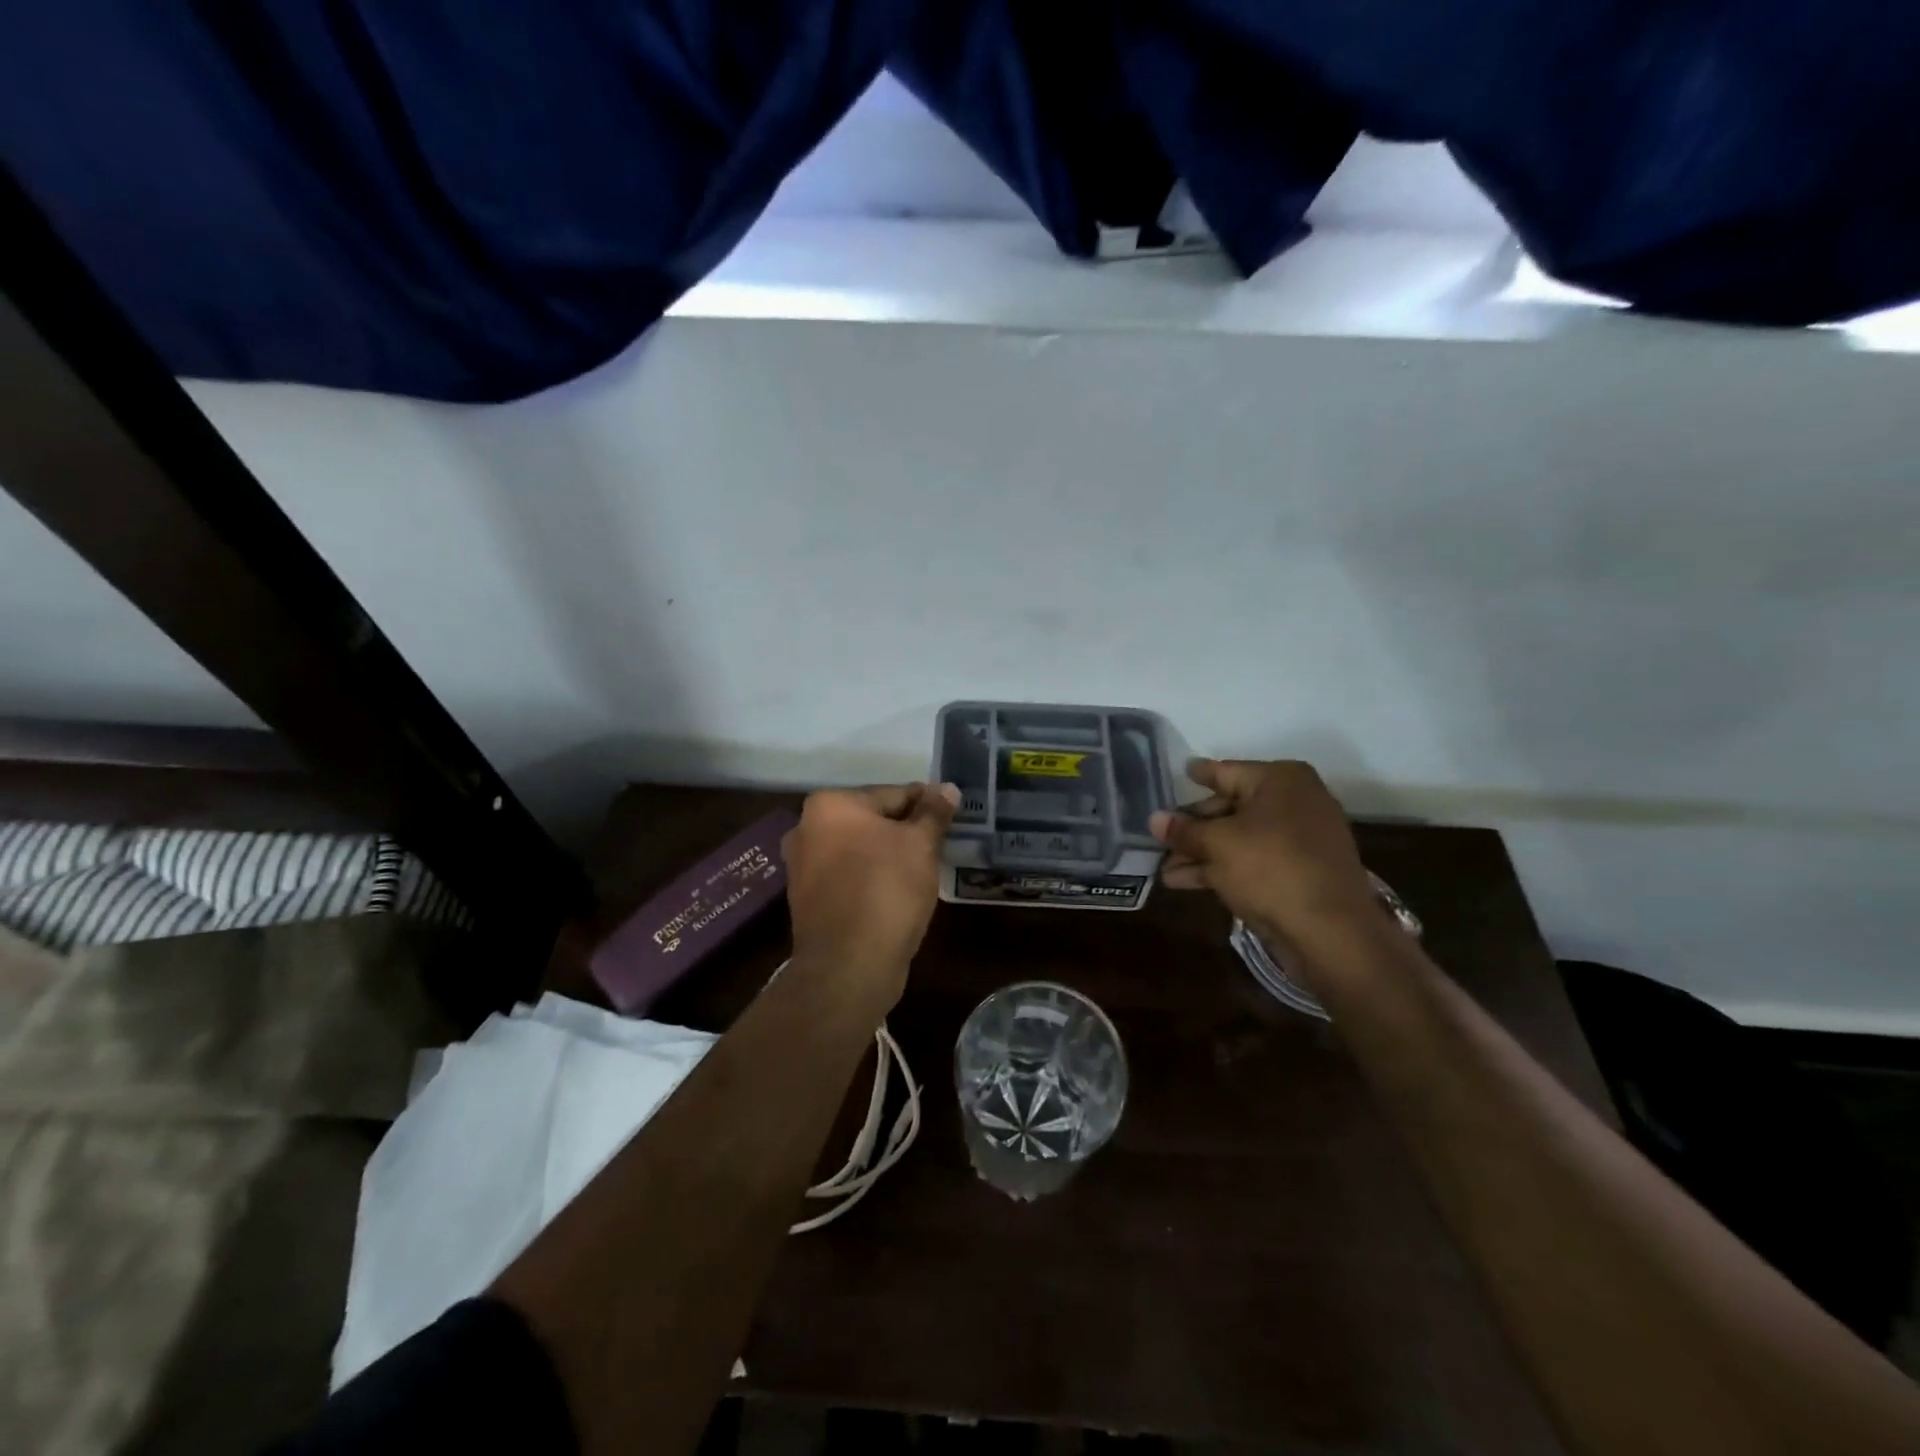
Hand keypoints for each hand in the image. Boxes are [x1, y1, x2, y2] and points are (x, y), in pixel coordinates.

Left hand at [782, 783, 958, 1001]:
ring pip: (861, 850)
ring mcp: (803, 867)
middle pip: (872, 821)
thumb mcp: (920, 845)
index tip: (950, 815)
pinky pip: (850, 877)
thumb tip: (948, 788)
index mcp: (830, 805)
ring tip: (924, 869)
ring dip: (890, 856)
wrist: (849, 964)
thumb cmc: (886, 889)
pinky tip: (899, 893)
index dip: (926, 804)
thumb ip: (934, 813)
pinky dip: (873, 879)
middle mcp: (807, 829)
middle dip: (905, 830)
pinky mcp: (809, 900)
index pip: (892, 793)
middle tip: (941, 843)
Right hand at [1150, 759, 1380, 948]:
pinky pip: (1253, 861)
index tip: (1181, 771)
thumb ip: (1184, 830)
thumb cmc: (1271, 869)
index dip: (1199, 775)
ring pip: (1239, 839)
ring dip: (1201, 853)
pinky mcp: (1299, 872)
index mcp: (1281, 780)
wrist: (1331, 932)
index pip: (1226, 772)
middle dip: (1193, 828)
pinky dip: (1222, 868)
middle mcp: (1295, 801)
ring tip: (1163, 870)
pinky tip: (1186, 882)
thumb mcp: (1218, 844)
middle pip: (1230, 807)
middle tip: (1159, 839)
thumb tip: (1154, 819)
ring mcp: (1299, 839)